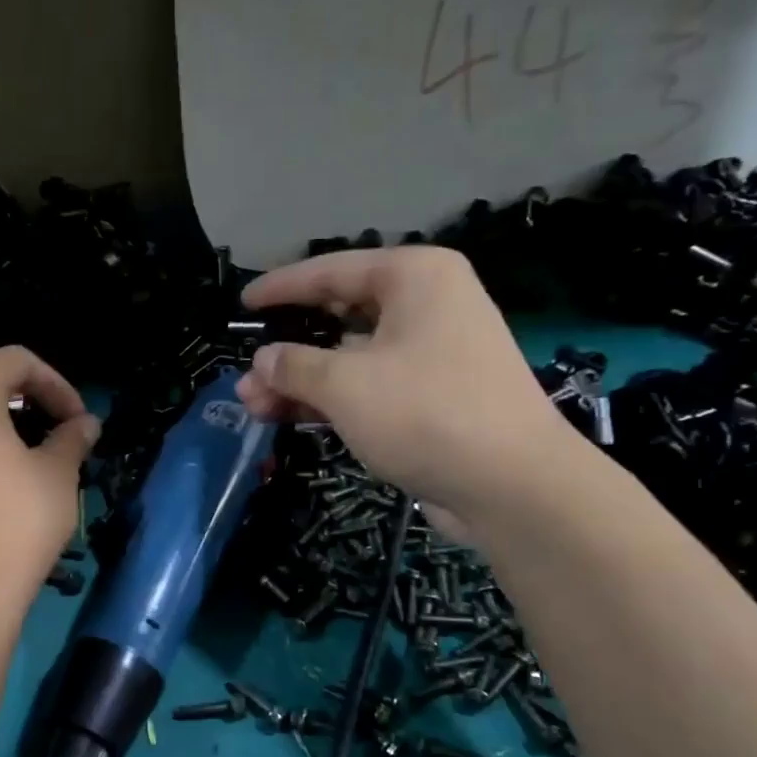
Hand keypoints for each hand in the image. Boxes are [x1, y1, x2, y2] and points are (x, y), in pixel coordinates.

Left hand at [0, 346, 97, 613]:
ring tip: (36, 460)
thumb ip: (72, 437)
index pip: (15, 360)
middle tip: (62, 435)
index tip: (79, 420)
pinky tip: (0, 487)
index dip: (56, 383)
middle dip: (30, 403)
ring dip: (4, 428)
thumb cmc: (17, 521)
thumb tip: (85, 424)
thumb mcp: (58, 474)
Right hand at [234, 247, 581, 536]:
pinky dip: (330, 400)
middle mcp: (426, 306)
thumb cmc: (425, 413)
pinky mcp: (431, 397)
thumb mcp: (345, 384)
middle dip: (287, 349)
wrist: (512, 486)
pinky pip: (368, 387)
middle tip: (246, 375)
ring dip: (301, 381)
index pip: (331, 271)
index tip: (243, 304)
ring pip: (349, 358)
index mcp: (414, 278)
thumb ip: (294, 365)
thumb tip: (262, 361)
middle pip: (338, 318)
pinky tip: (289, 418)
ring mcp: (431, 354)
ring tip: (254, 405)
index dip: (281, 288)